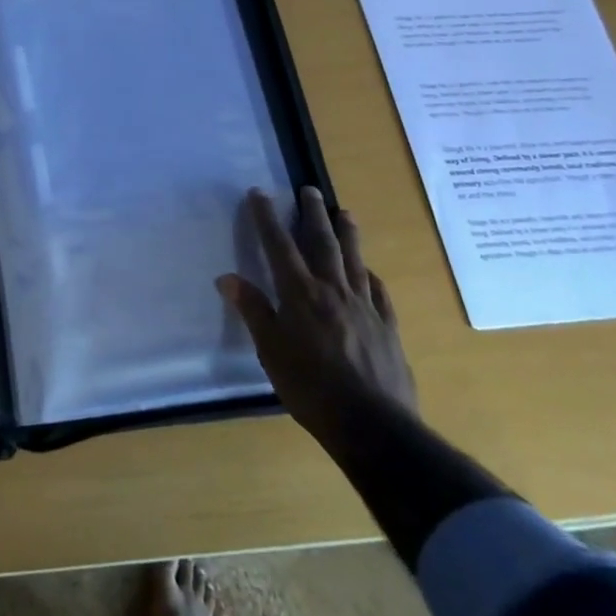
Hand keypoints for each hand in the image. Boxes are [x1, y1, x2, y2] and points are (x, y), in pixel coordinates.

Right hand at [217, 187, 417, 448]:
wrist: (374, 426)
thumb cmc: (311, 387)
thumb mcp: (270, 351)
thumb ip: (253, 311)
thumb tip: (227, 278)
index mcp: (300, 293)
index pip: (279, 245)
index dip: (267, 217)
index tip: (259, 193)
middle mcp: (333, 291)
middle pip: (322, 243)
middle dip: (312, 214)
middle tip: (309, 190)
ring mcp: (365, 307)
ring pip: (354, 260)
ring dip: (347, 234)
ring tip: (344, 213)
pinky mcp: (387, 328)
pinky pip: (379, 292)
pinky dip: (371, 276)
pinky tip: (370, 272)